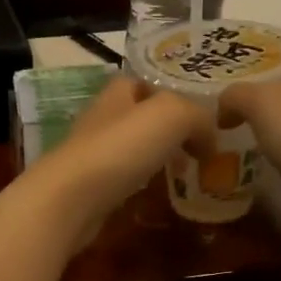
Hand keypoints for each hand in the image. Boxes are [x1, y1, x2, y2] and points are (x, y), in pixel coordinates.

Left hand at [23, 74, 213, 248]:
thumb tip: (210, 139)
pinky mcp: (88, 188)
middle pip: (138, 117)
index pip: (142, 82)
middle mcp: (102, 119)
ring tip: (185, 172)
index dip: (170, 92)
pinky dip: (141, 182)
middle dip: (167, 129)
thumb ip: (197, 117)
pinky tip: (157, 193)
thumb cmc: (120, 148)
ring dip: (156, 157)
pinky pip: (122, 178)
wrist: (70, 199)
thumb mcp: (172, 115)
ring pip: (130, 148)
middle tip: (199, 148)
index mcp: (117, 93)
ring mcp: (92, 155)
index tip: (198, 113)